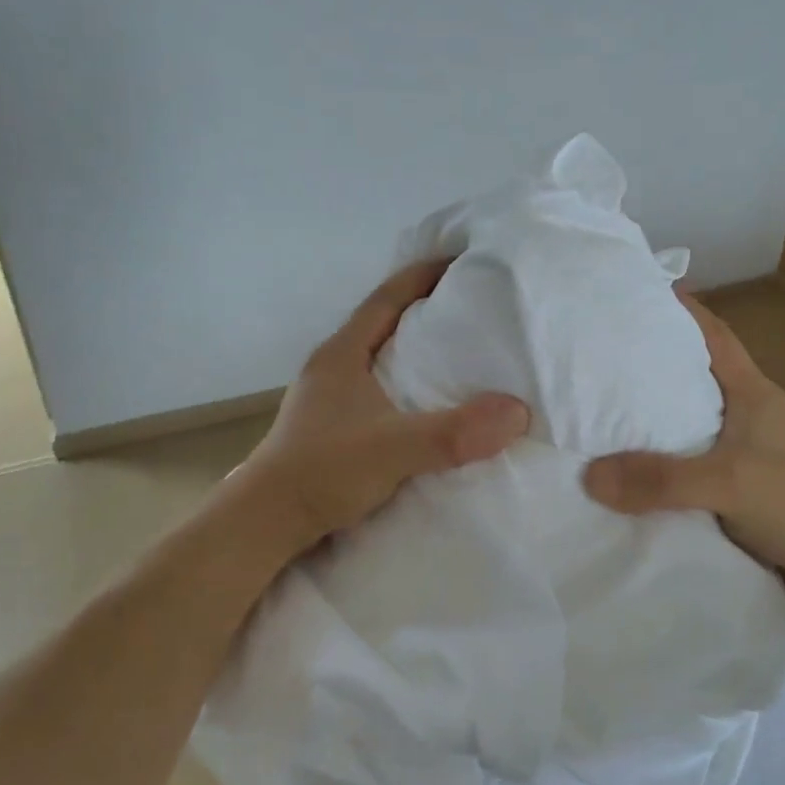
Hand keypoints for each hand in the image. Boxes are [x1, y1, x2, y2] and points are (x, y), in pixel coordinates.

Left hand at [244, 259, 531, 553]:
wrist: (266, 523)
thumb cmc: (323, 471)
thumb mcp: (394, 448)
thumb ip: (453, 432)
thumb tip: (517, 412)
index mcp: (342, 354)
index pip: (386, 298)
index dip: (422, 276)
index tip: (462, 262)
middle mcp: (334, 368)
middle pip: (385, 324)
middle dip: (427, 312)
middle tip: (475, 309)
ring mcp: (331, 399)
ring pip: (383, 361)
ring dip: (418, 354)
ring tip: (463, 355)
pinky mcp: (335, 428)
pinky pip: (382, 392)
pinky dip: (410, 389)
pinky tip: (433, 406)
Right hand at [581, 293, 784, 598]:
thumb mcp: (729, 484)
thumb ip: (663, 479)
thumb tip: (591, 475)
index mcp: (752, 392)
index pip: (714, 335)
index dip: (682, 310)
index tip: (641, 291)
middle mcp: (747, 412)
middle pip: (695, 372)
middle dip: (654, 359)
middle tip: (604, 352)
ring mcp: (745, 448)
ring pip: (689, 416)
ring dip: (655, 411)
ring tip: (605, 406)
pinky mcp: (739, 481)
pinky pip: (690, 456)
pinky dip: (662, 453)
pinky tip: (633, 464)